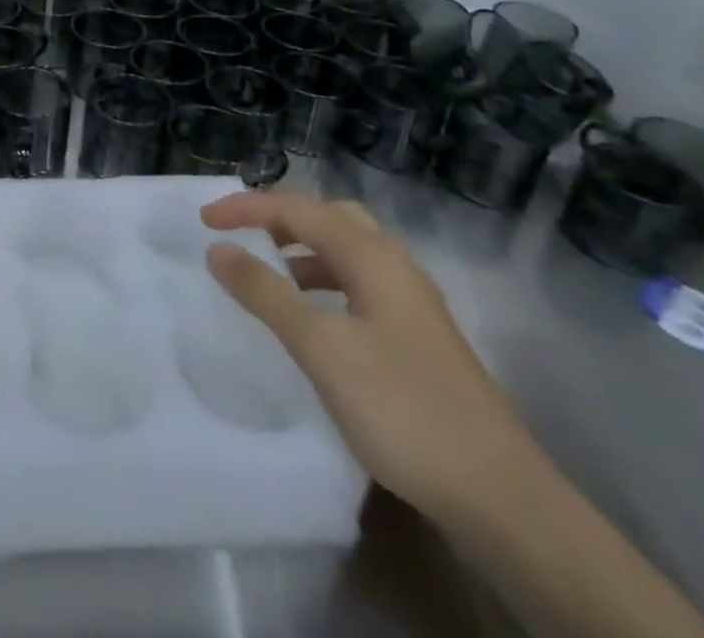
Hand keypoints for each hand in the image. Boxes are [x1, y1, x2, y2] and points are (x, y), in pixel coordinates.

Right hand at [201, 189, 542, 526]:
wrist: (500, 497)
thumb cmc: (402, 407)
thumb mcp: (321, 347)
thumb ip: (265, 292)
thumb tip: (218, 248)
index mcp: (373, 255)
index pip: (298, 208)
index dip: (247, 207)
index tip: (203, 220)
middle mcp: (395, 265)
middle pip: (329, 217)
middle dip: (281, 217)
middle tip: (241, 233)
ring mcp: (412, 302)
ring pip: (347, 251)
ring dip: (302, 250)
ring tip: (267, 271)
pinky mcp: (418, 337)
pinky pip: (358, 284)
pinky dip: (323, 282)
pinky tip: (312, 317)